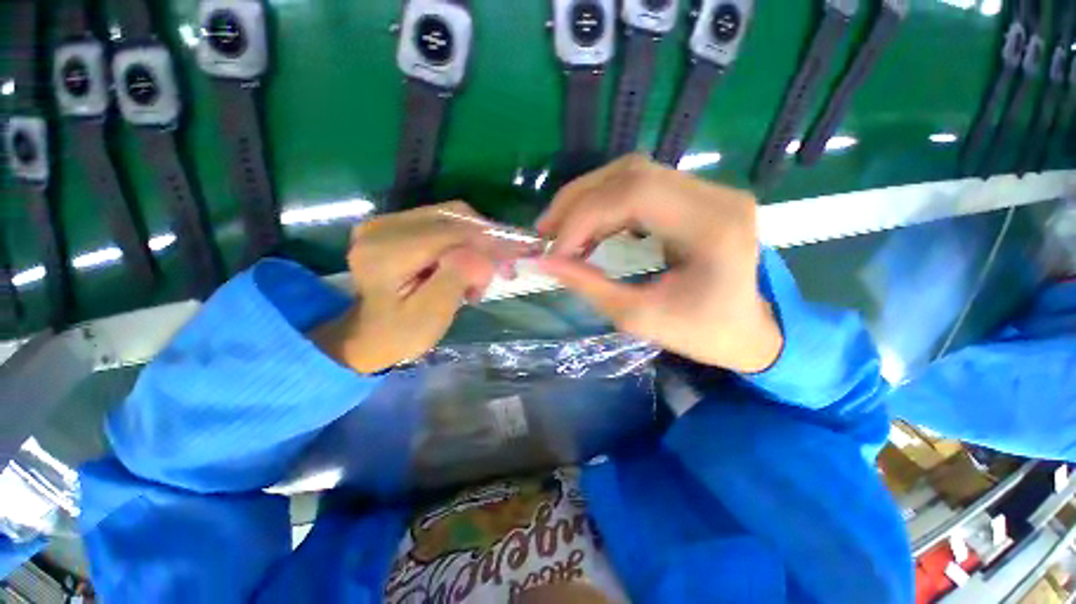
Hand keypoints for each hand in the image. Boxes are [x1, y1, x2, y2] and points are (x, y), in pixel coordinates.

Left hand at [312, 202, 513, 373]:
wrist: (367, 333)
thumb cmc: (400, 333)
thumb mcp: (431, 315)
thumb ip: (456, 279)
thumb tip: (481, 253)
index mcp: (386, 253)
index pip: (452, 233)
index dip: (490, 241)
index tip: (520, 254)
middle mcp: (382, 227)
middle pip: (453, 217)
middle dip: (487, 239)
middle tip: (506, 267)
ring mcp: (386, 222)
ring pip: (451, 216)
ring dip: (478, 240)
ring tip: (486, 271)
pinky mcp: (395, 225)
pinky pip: (442, 221)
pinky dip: (465, 238)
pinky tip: (469, 262)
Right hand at [535, 155, 782, 372]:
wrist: (748, 331)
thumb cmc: (702, 333)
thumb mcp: (639, 318)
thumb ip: (589, 285)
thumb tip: (544, 262)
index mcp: (713, 227)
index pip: (635, 194)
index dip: (583, 217)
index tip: (553, 250)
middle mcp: (716, 195)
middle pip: (631, 173)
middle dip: (577, 201)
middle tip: (545, 231)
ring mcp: (708, 192)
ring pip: (632, 174)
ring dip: (587, 199)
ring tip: (560, 230)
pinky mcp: (695, 198)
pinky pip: (639, 188)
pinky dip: (605, 205)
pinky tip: (588, 229)